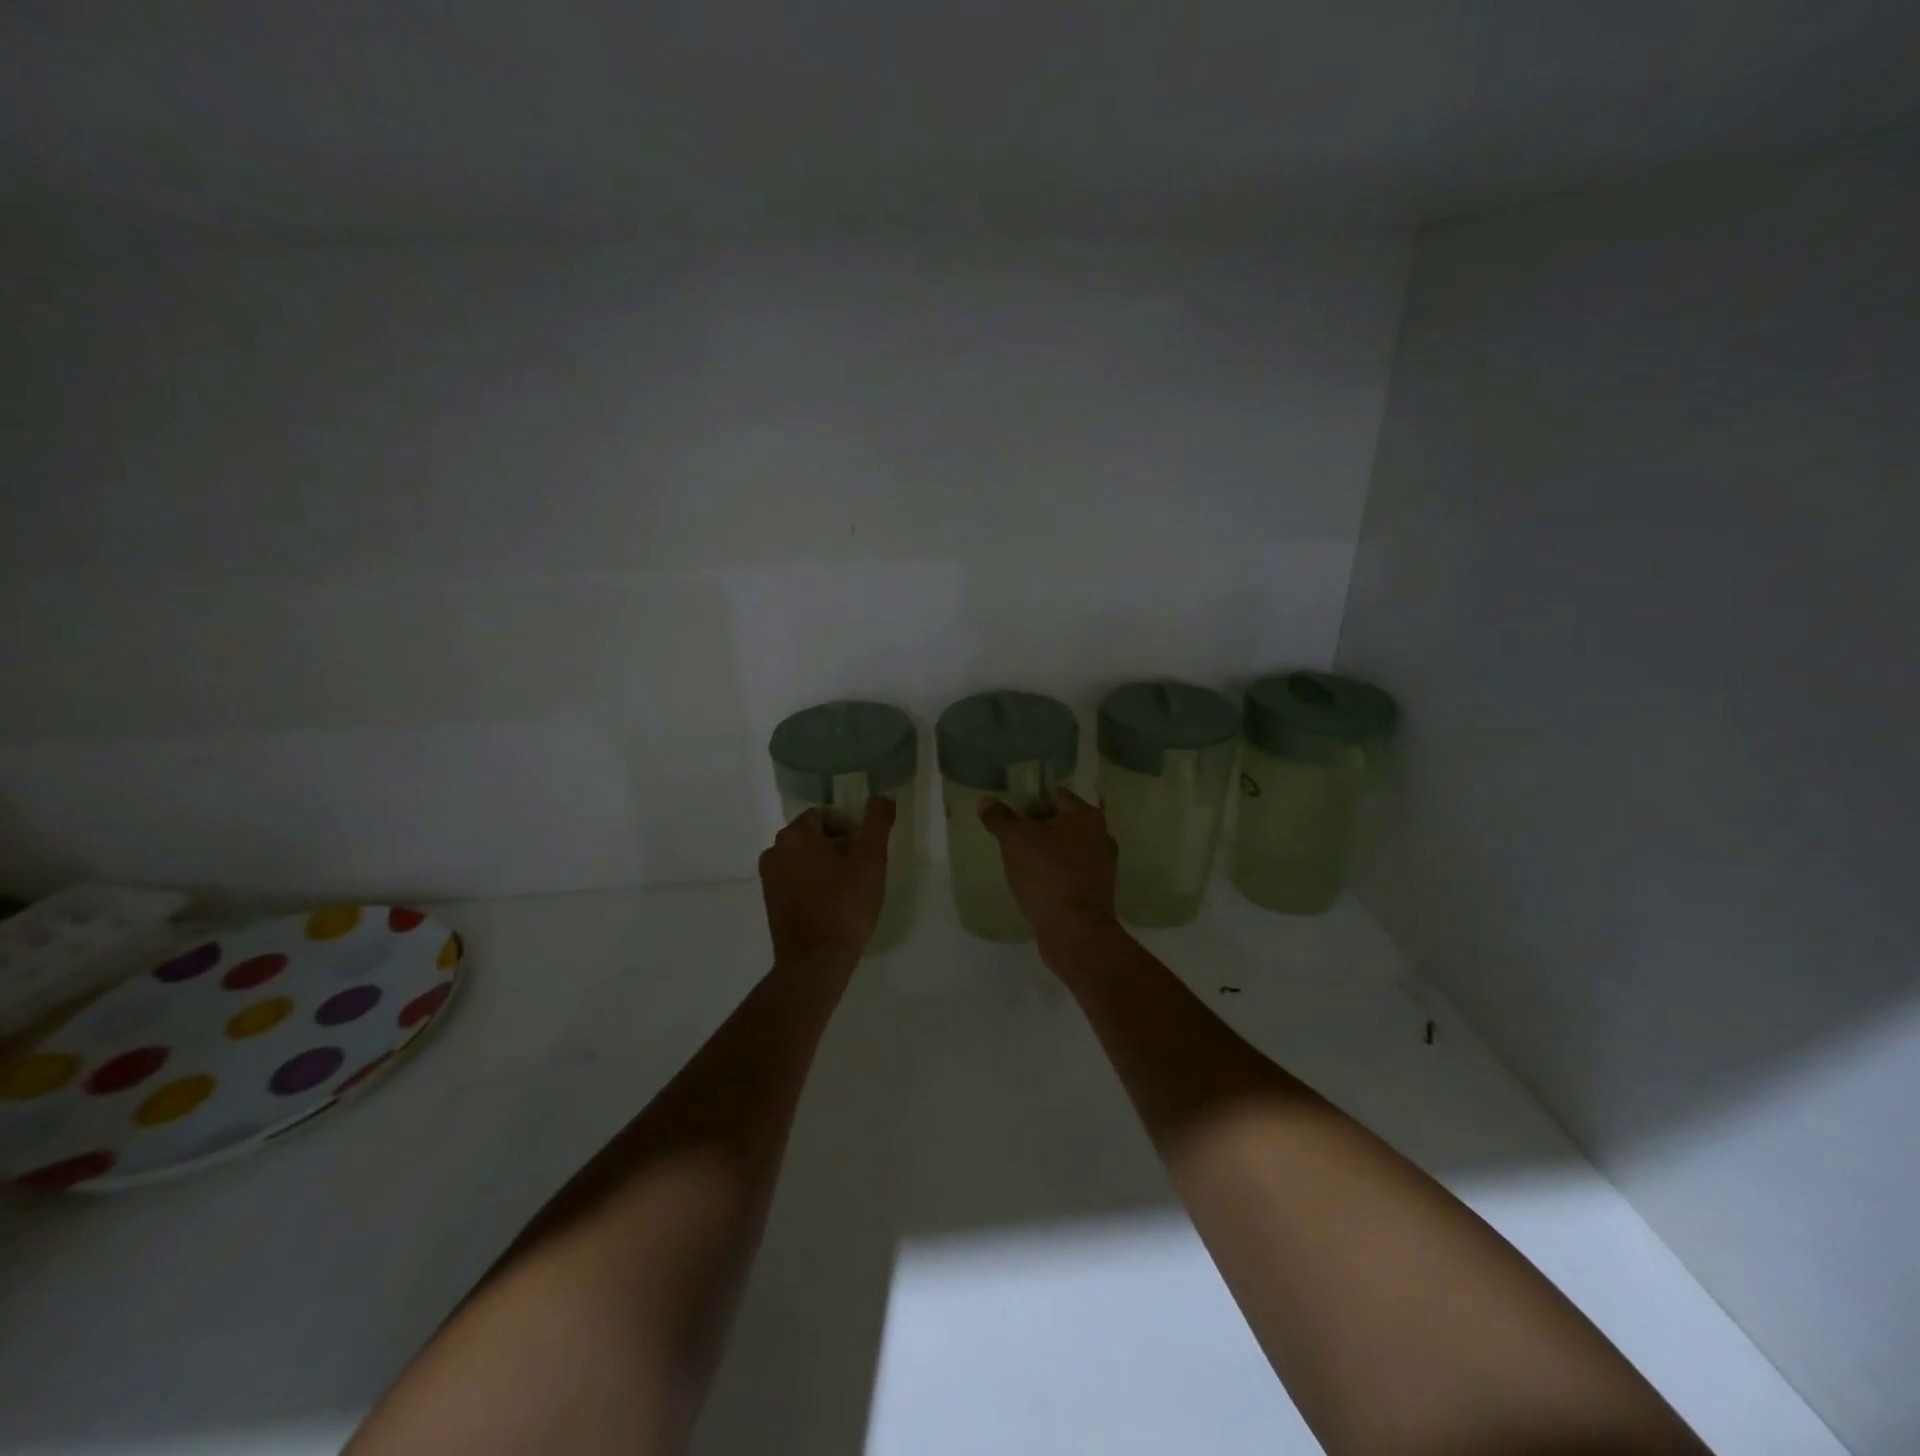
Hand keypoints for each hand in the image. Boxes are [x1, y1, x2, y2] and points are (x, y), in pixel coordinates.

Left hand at [758, 797, 895, 970]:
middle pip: (813, 836)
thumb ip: (878, 822)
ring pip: (804, 859)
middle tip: (862, 869)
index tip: (866, 851)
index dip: (850, 828)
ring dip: (826, 866)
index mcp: (795, 834)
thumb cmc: (845, 905)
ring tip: (850, 888)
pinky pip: (796, 880)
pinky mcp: (770, 902)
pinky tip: (833, 904)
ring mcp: (769, 878)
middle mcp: (775, 850)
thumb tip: (883, 795)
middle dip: (838, 846)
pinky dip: (813, 884)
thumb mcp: (871, 860)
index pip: (825, 815)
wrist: (815, 961)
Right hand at [979, 788, 1120, 952]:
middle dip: (1039, 827)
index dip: (1031, 799)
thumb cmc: (1046, 873)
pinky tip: (1037, 884)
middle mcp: (1101, 835)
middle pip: (1063, 822)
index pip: (1055, 795)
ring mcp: (1103, 865)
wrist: (1074, 929)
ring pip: (1069, 848)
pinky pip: (1072, 872)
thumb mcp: (1014, 840)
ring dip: (1048, 852)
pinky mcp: (1099, 891)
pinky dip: (1056, 873)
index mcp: (1086, 815)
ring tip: (1021, 861)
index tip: (1011, 812)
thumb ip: (1000, 817)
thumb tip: (985, 801)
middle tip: (1012, 836)